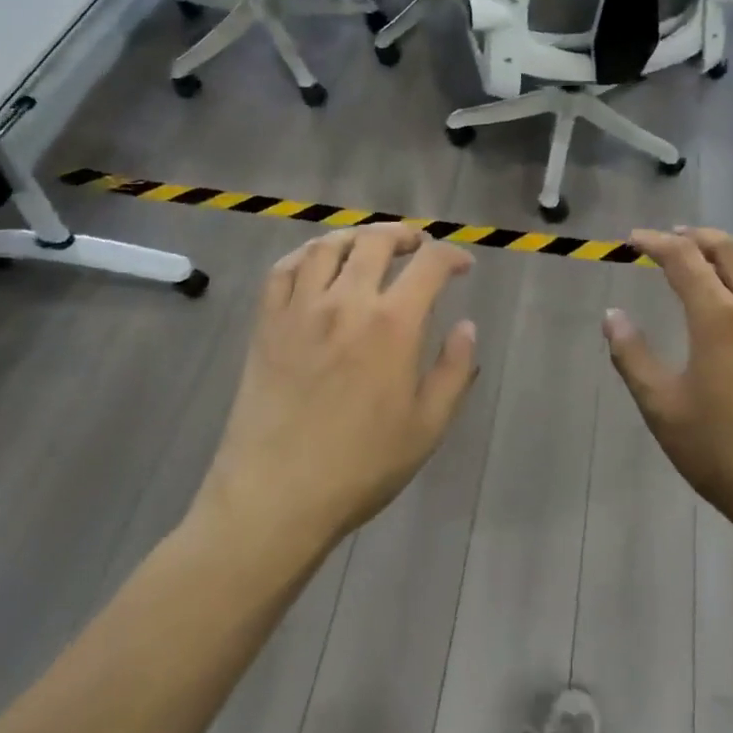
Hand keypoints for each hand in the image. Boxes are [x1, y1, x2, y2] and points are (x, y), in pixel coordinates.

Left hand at [193, 224, 478, 554]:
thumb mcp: (427, 426)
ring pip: (327, 246)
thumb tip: (466, 326)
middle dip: (404, 235)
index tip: (463, 267)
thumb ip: (454, 370)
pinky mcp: (266, 324)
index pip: (430, 264)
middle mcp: (346, 302)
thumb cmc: (361, 466)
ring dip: (355, 237)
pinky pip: (282, 270)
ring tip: (368, 247)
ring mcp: (300, 309)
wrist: (276, 497)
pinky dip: (304, 254)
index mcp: (393, 325)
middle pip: (376, 241)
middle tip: (416, 247)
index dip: (452, 256)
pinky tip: (316, 264)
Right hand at [602, 228, 732, 541]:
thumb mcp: (662, 408)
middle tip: (673, 237)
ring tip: (716, 256)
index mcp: (718, 317)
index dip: (656, 242)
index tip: (634, 239)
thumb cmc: (722, 452)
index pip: (683, 259)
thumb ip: (632, 356)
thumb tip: (612, 316)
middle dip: (697, 236)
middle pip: (729, 250)